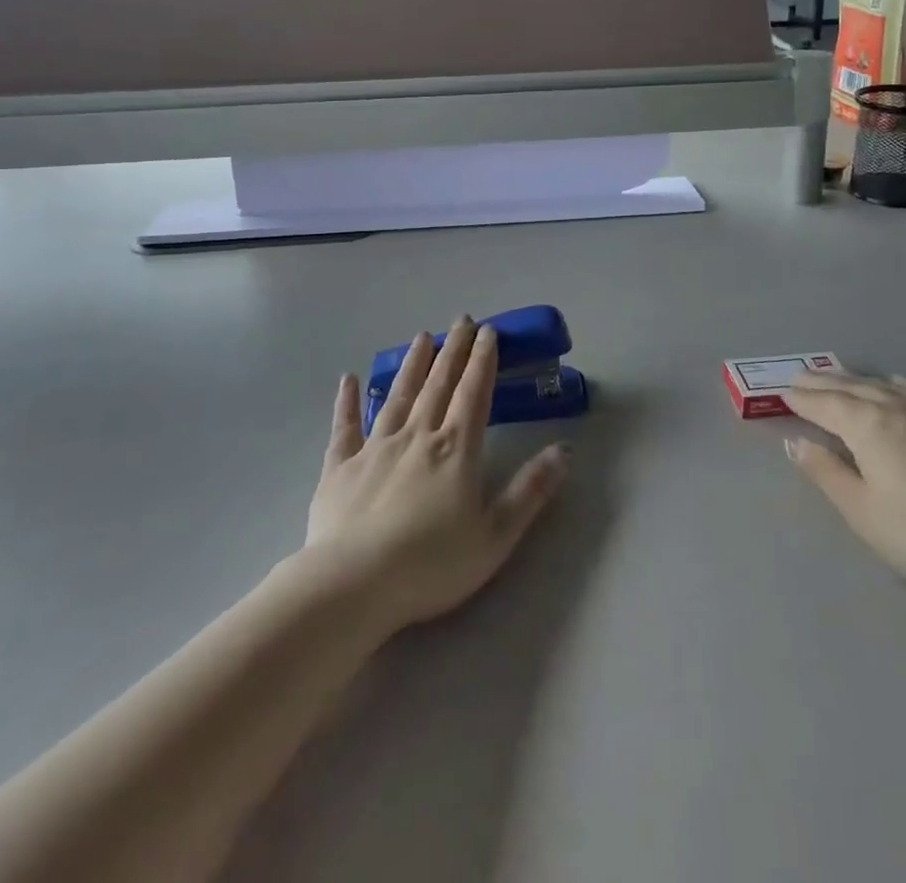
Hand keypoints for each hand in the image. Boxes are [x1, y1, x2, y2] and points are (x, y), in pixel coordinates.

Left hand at [303, 317, 568, 634]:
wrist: (353, 585)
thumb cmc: (432, 564)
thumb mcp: (496, 535)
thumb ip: (531, 490)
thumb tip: (566, 450)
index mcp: (456, 449)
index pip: (474, 393)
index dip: (483, 361)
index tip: (488, 332)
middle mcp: (417, 436)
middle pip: (439, 384)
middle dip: (453, 350)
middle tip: (461, 320)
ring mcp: (375, 448)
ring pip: (398, 395)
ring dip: (412, 364)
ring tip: (421, 336)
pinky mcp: (340, 467)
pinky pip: (345, 427)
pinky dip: (347, 402)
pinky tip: (348, 379)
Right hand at [784, 371, 905, 603]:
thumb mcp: (862, 511)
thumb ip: (826, 472)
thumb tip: (797, 442)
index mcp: (867, 424)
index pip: (825, 404)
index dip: (802, 399)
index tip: (784, 393)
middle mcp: (899, 405)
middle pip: (853, 387)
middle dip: (824, 383)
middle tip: (802, 377)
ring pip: (887, 386)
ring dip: (859, 380)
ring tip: (842, 377)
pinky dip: (902, 385)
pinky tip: (901, 385)